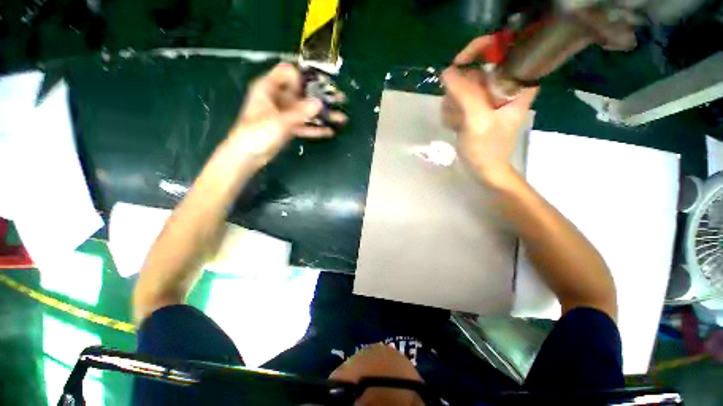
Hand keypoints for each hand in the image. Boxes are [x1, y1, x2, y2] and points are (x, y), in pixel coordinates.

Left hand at [228, 63, 345, 166]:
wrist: (244, 158)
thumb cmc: (257, 133)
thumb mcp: (280, 120)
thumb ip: (302, 111)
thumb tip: (319, 103)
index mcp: (268, 86)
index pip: (287, 71)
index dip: (301, 76)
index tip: (311, 87)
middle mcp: (276, 95)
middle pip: (301, 88)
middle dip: (320, 94)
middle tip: (338, 98)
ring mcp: (281, 111)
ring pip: (304, 106)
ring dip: (321, 112)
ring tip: (341, 117)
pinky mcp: (284, 126)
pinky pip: (301, 122)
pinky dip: (313, 126)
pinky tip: (329, 131)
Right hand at [442, 36, 537, 184]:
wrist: (485, 173)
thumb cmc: (489, 150)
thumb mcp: (478, 120)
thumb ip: (465, 92)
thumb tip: (448, 71)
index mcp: (516, 89)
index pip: (511, 56)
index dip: (491, 47)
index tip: (471, 54)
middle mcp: (504, 87)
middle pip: (481, 64)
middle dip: (464, 79)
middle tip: (458, 99)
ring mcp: (489, 95)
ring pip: (466, 79)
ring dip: (455, 96)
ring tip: (458, 119)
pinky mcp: (478, 102)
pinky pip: (460, 92)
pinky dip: (453, 104)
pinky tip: (456, 122)